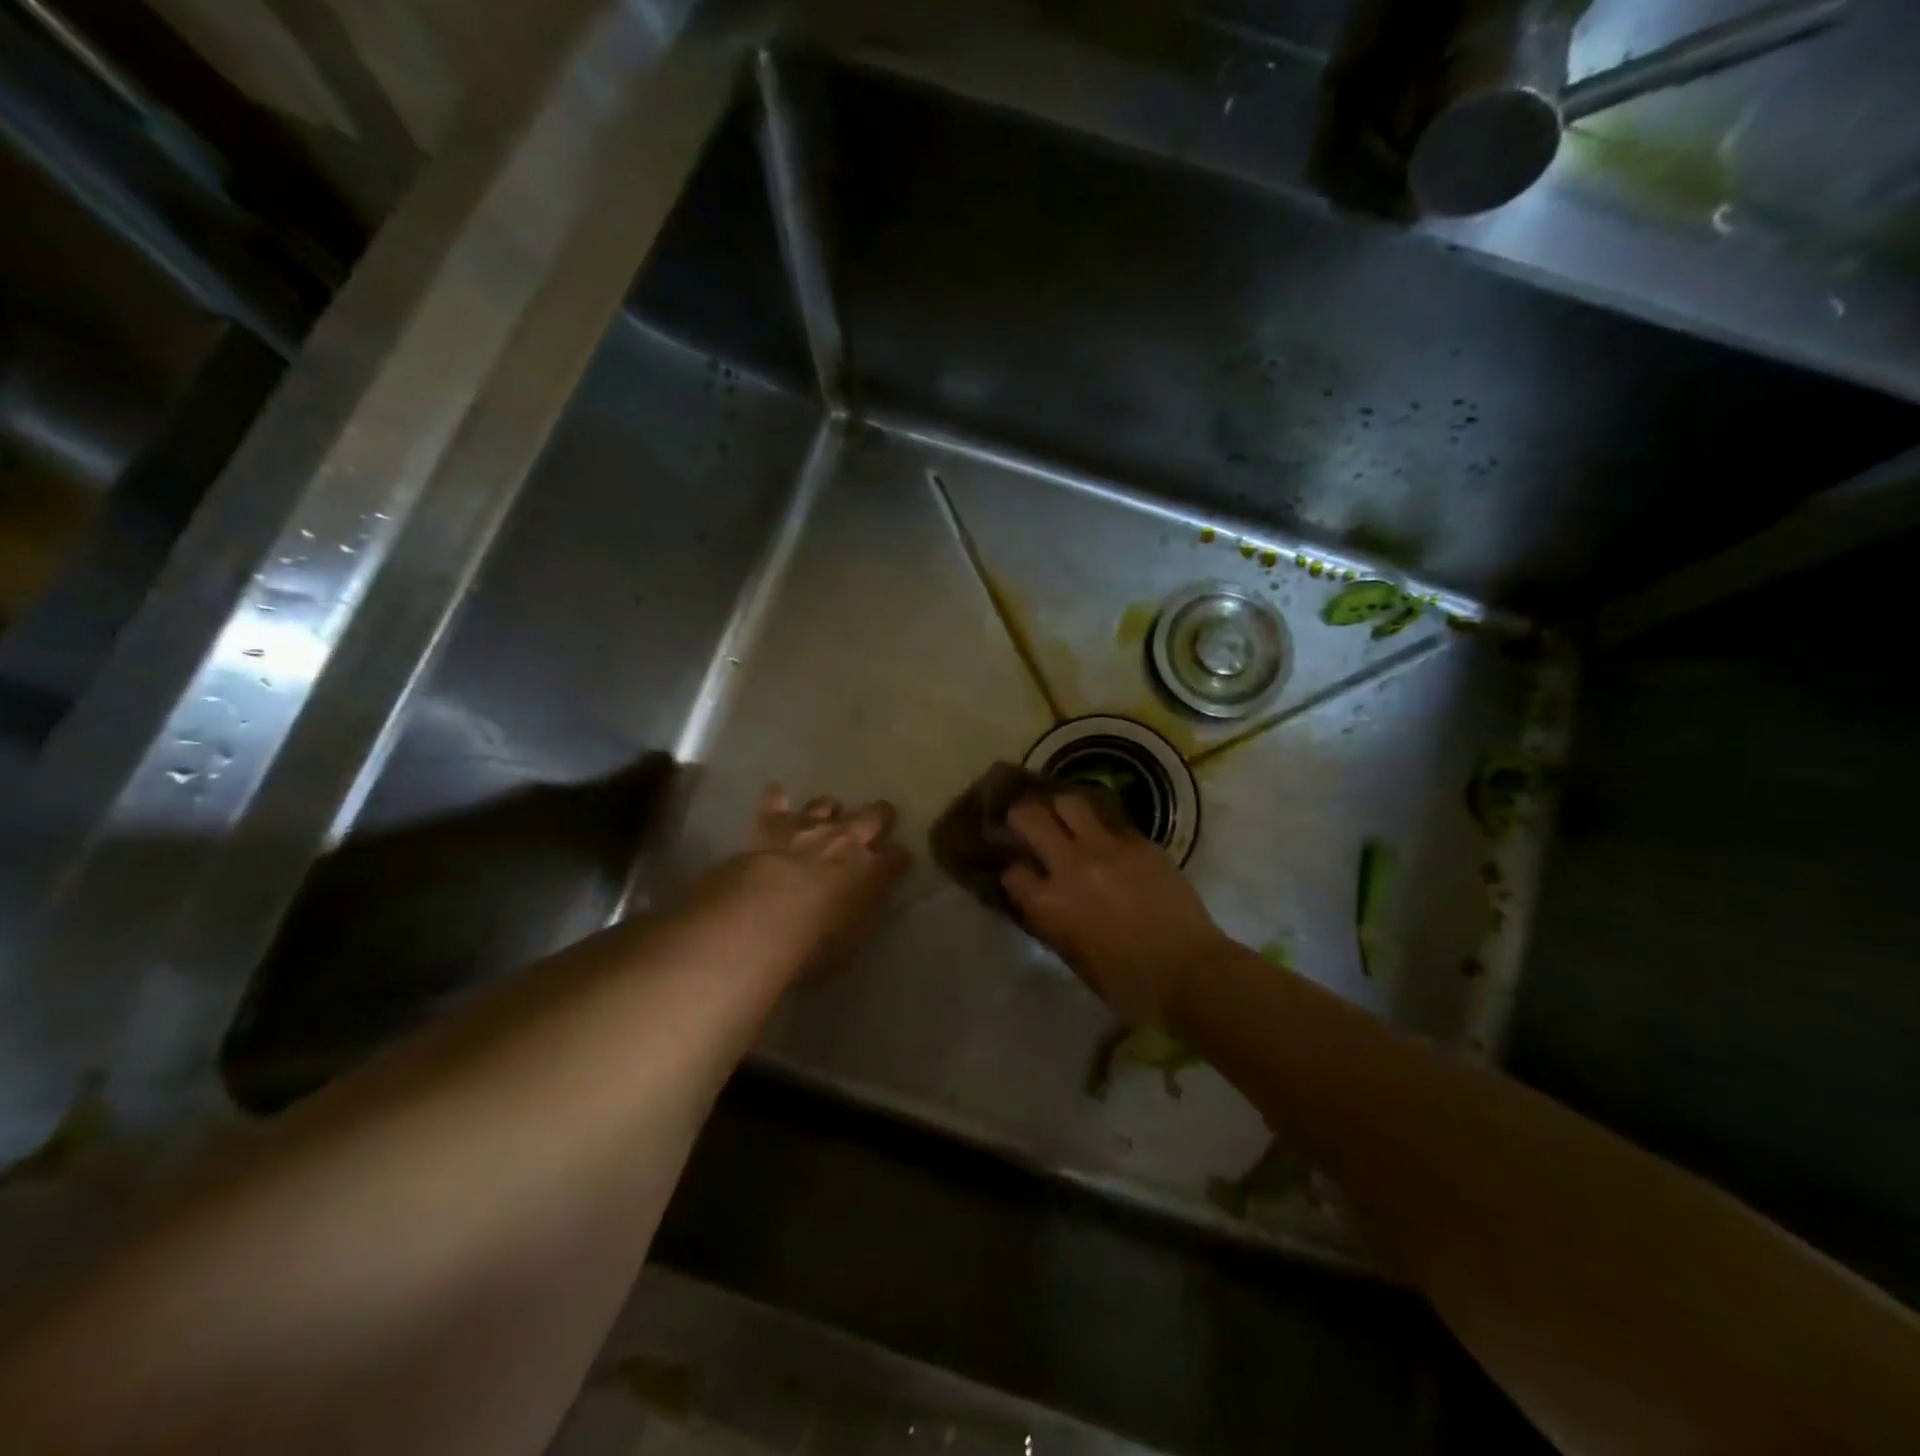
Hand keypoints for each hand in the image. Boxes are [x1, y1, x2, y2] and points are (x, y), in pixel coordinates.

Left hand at [738, 784, 911, 973]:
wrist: (765, 913)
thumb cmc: (815, 942)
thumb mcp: (851, 941)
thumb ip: (863, 916)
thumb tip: (868, 905)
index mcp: (872, 872)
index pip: (896, 859)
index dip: (900, 858)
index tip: (901, 859)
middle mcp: (846, 841)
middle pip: (872, 817)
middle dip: (880, 815)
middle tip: (883, 814)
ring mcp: (809, 827)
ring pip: (826, 805)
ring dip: (830, 808)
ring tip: (830, 810)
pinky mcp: (773, 824)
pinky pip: (775, 803)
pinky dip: (776, 799)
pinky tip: (776, 792)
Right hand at [1002, 793, 1228, 1026]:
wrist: (1189, 972)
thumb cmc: (1127, 982)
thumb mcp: (1072, 957)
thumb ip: (1049, 921)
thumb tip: (1038, 899)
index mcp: (1049, 904)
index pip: (1012, 871)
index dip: (1013, 871)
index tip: (1022, 874)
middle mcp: (1070, 866)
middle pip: (1029, 817)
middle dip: (1021, 817)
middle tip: (1027, 824)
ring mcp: (1107, 847)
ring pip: (1069, 802)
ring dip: (1060, 808)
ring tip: (1064, 818)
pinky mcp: (1139, 841)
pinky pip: (1110, 818)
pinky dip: (1099, 822)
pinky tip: (1103, 834)